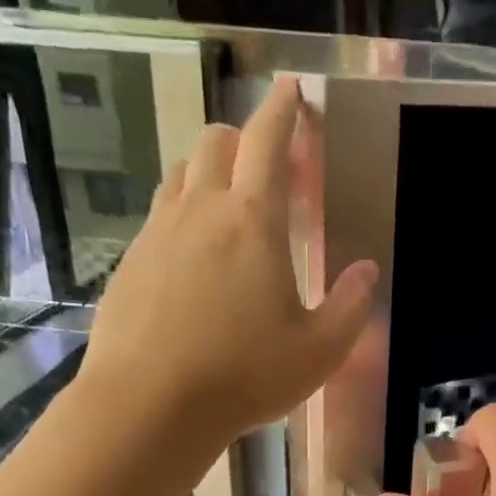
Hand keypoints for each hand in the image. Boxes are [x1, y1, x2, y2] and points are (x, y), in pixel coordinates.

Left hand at [77, 77, 375, 446]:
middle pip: (215, 144)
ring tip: (228, 208)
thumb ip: (350, 307)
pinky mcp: (130, 263)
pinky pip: (159, 218)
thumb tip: (365, 271)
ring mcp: (158, 234)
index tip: (291, 90)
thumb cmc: (245, 375)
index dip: (283, 110)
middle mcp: (201, 211)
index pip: (268, 141)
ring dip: (208, 174)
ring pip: (181, 176)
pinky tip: (192, 259)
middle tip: (266, 169)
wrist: (149, 405)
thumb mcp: (319, 351)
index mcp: (253, 221)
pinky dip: (181, 216)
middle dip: (242, 140)